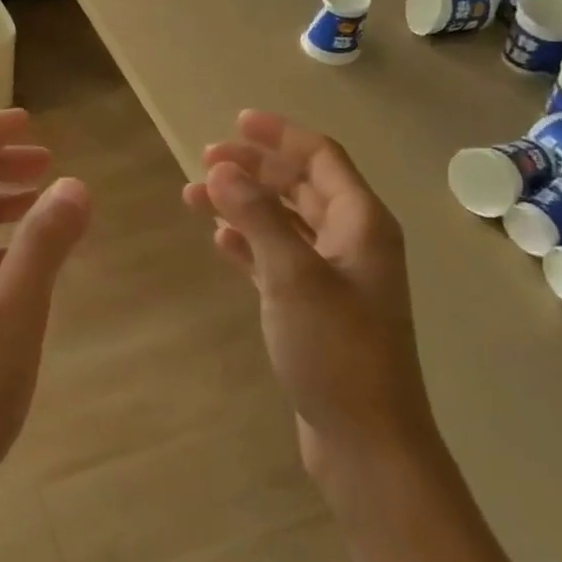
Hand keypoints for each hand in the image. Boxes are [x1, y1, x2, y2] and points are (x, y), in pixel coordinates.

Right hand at [183, 110, 434, 483]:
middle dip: (254, 168)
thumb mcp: (293, 276)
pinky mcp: (314, 307)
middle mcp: (352, 241)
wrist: (365, 440)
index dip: (280, 135)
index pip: (321, 158)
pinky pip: (278, 257)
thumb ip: (258, 217)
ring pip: (285, 222)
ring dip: (244, 204)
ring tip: (196, 197)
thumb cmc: (336, 351)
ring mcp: (334, 276)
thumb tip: (222, 170)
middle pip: (301, 186)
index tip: (236, 121)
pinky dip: (249, 242)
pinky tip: (220, 239)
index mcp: (361, 224)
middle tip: (204, 160)